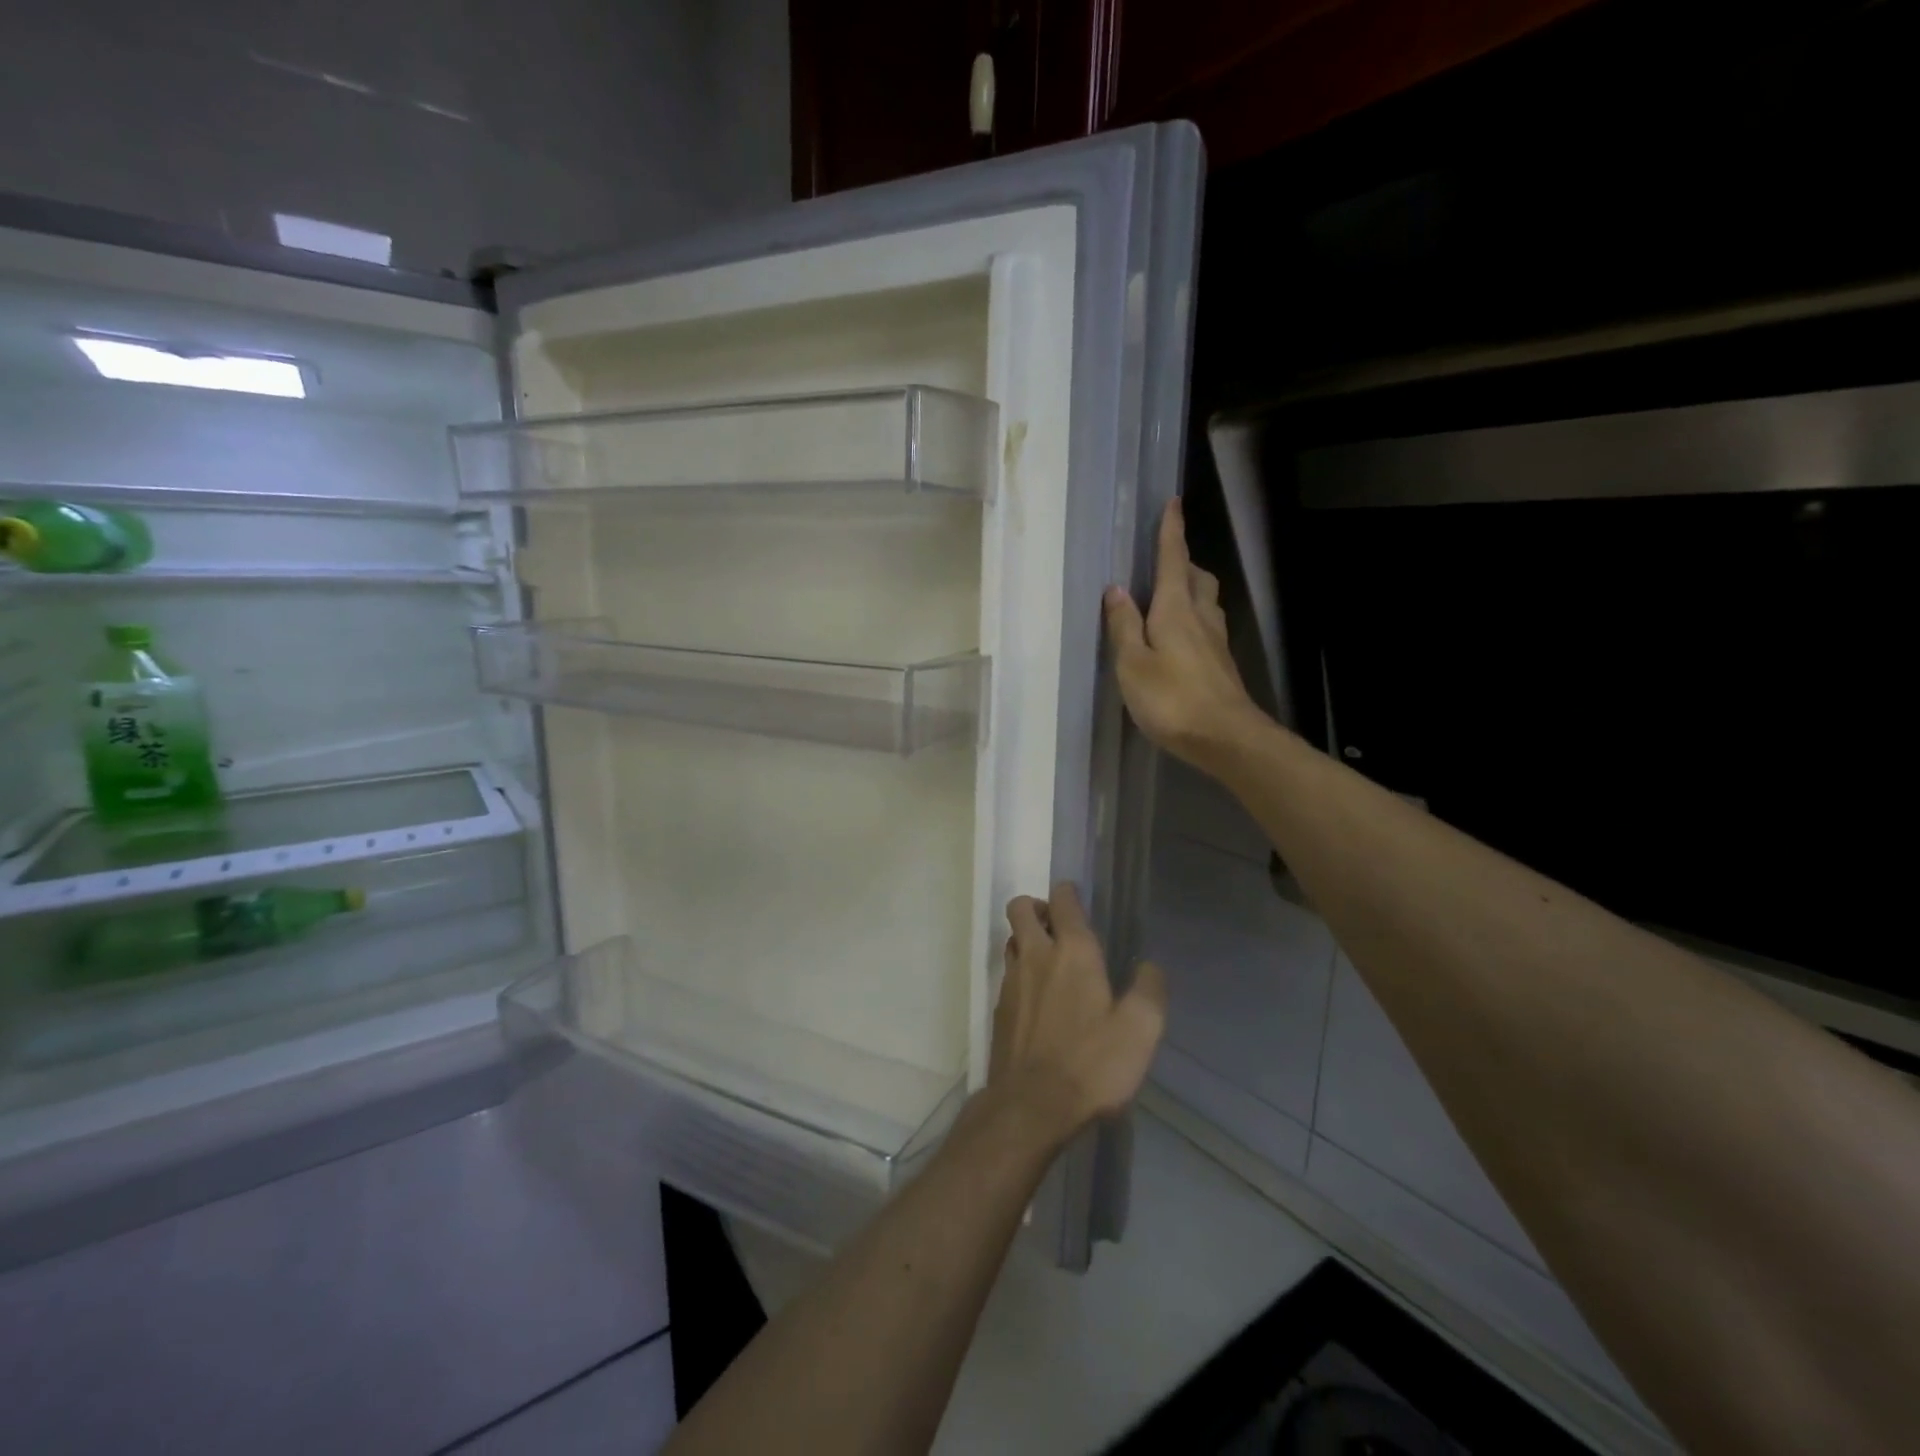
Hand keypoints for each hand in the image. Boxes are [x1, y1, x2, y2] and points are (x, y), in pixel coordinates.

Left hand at [988, 883, 1166, 1149]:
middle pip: (1021, 908)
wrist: (1032, 1106)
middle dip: (1037, 906)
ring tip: (1049, 960)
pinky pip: (1007, 974)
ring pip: (1011, 939)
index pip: (1063, 899)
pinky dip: (1020, 973)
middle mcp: (1036, 955)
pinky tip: (1037, 999)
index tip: (1077, 899)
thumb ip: (1149, 990)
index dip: (1068, 892)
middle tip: (1057, 925)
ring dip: (1026, 938)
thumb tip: (1149, 966)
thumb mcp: (1140, 1030)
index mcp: (1073, 951)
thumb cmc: (1092, 1063)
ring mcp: (1011, 981)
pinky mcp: (999, 1009)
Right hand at [1103, 497, 1264, 771]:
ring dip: (1190, 589)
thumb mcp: (1133, 664)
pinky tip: (1182, 637)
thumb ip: (1123, 626)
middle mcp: (1201, 618)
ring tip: (1171, 595)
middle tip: (1165, 559)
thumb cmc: (1172, 699)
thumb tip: (1117, 589)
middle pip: (1196, 577)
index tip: (1173, 502)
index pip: (1172, 560)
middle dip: (1182, 561)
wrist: (1226, 738)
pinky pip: (1207, 626)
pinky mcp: (1221, 665)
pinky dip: (1193, 618)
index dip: (1171, 531)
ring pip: (1206, 602)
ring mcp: (1216, 642)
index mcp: (1176, 610)